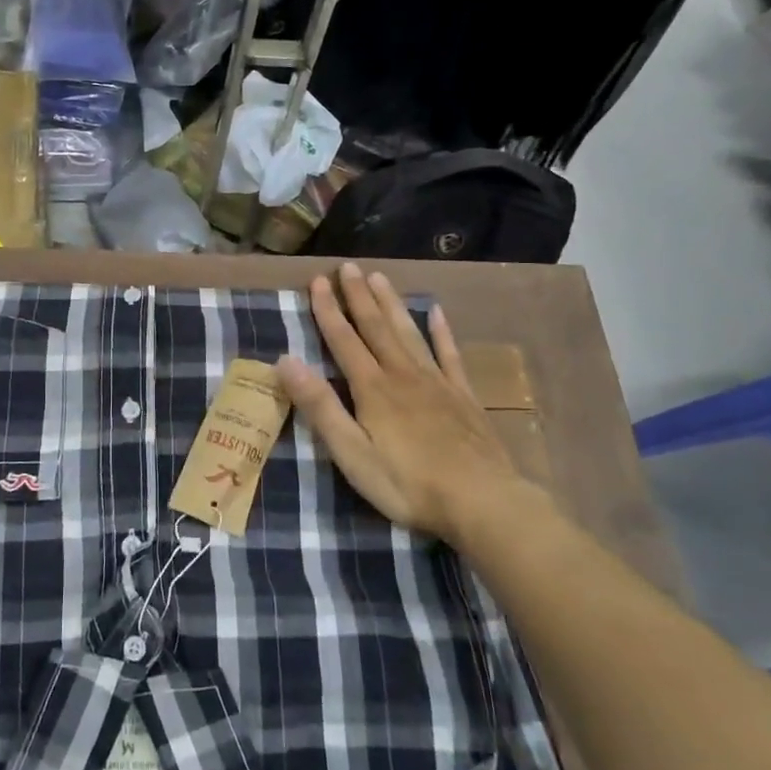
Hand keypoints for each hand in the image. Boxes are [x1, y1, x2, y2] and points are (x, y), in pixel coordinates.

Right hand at [276, 263, 551, 547]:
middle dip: (359, 296)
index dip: (329, 310)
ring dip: (392, 304)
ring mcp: (437, 383)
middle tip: (348, 266)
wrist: (483, 502)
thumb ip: (320, 407)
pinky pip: (450, 355)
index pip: (344, 340)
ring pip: (409, 333)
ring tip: (381, 277)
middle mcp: (403, 375)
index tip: (318, 281)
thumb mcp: (352, 453)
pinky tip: (437, 313)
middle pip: (376, 327)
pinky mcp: (464, 397)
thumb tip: (286, 361)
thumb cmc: (408, 484)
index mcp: (373, 389)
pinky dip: (442, 332)